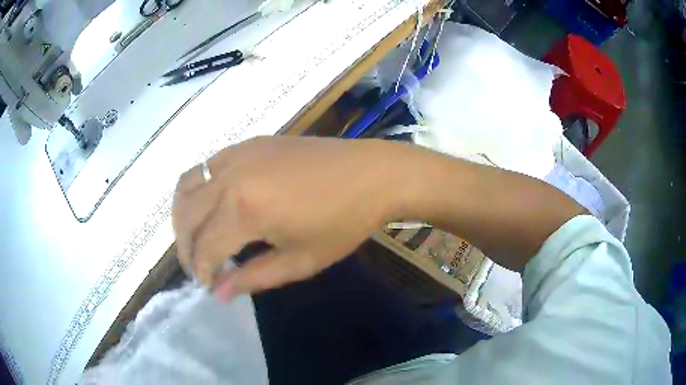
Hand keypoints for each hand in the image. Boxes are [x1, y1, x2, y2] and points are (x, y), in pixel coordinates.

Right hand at [172, 136, 401, 300]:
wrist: (372, 173)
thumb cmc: (343, 222)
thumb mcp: (300, 261)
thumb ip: (252, 278)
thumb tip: (218, 293)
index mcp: (243, 210)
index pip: (205, 248)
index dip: (202, 271)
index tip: (208, 285)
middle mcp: (230, 177)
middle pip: (186, 214)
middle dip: (185, 246)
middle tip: (199, 266)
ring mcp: (238, 153)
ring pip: (187, 184)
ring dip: (184, 213)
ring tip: (197, 235)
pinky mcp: (249, 142)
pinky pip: (208, 165)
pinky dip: (199, 187)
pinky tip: (215, 203)